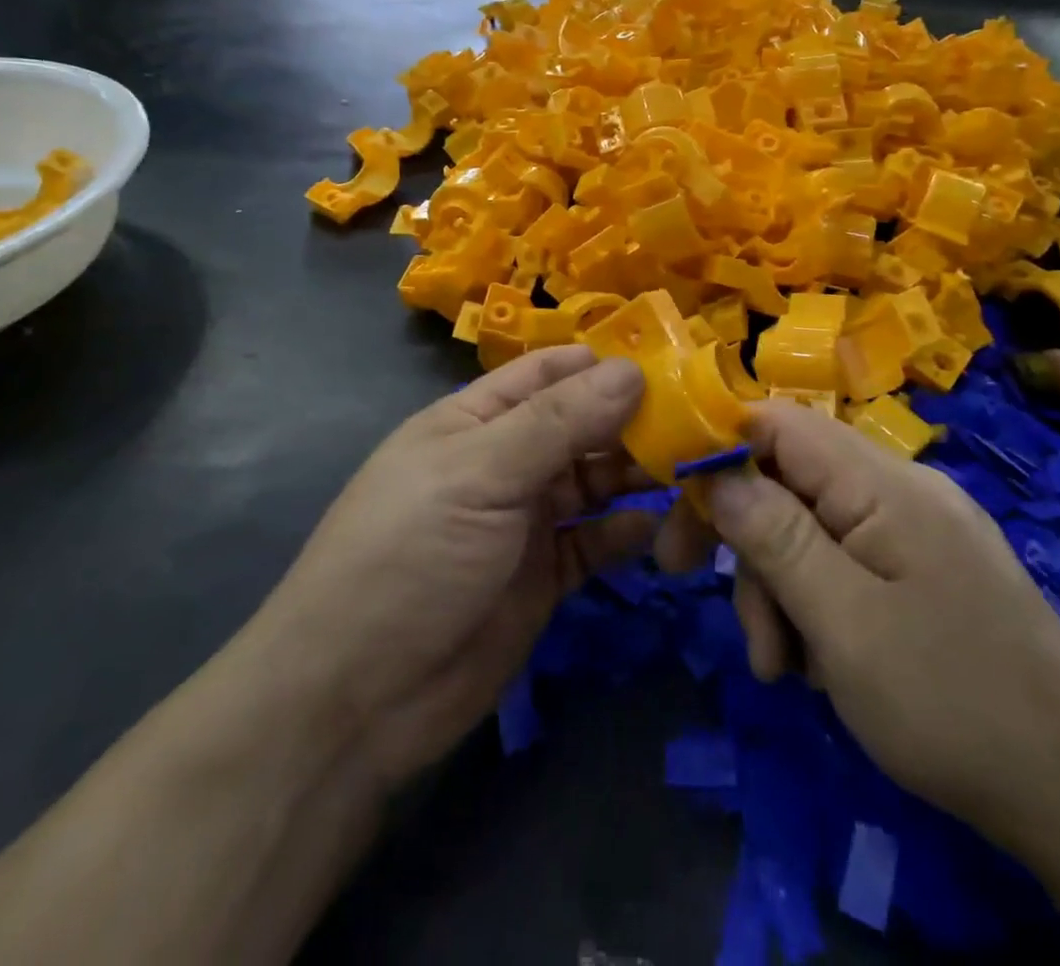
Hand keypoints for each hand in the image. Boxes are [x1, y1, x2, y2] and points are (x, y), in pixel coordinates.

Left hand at [264, 347, 656, 787]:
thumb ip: (558, 422)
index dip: (604, 363)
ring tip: (694, 469)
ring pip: (594, 482)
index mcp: (476, 420)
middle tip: (703, 420)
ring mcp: (524, 521)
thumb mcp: (480, 474)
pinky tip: (662, 526)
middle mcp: (504, 461)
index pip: (549, 372)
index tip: (675, 359)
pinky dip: (627, 531)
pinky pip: (595, 542)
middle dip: (633, 420)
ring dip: (638, 474)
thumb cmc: (409, 556)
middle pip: (580, 426)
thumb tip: (630, 369)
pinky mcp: (543, 576)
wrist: (356, 700)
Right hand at [702, 401, 1059, 853]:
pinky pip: (847, 560)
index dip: (720, 448)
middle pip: (789, 479)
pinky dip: (817, 603)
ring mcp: (918, 528)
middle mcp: (902, 488)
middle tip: (709, 600)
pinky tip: (818, 665)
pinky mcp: (927, 568)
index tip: (679, 507)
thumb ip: (774, 536)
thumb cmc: (952, 705)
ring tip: (782, 668)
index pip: (780, 422)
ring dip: (780, 588)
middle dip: (747, 542)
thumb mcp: (842, 622)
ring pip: (811, 527)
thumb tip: (716, 471)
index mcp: (885, 483)